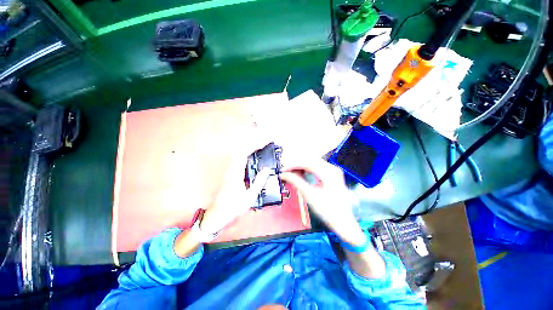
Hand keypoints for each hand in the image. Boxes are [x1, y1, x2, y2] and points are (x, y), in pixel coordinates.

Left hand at [199, 140, 271, 234]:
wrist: (217, 215)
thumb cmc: (233, 207)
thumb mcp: (250, 197)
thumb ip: (259, 182)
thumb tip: (267, 169)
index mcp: (235, 174)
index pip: (245, 154)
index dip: (255, 145)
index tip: (265, 141)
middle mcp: (231, 169)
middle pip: (242, 150)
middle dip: (254, 143)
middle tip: (265, 140)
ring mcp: (229, 170)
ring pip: (240, 154)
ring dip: (251, 148)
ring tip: (262, 145)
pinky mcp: (230, 173)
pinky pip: (240, 160)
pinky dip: (248, 154)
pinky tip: (254, 156)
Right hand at [280, 157, 365, 245]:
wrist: (343, 222)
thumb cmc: (329, 211)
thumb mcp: (309, 196)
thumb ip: (296, 182)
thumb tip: (285, 175)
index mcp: (329, 173)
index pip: (307, 163)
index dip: (293, 165)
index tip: (284, 170)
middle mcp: (333, 169)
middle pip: (310, 161)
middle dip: (296, 165)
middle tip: (286, 171)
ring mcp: (333, 172)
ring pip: (313, 163)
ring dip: (301, 167)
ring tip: (291, 173)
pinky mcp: (332, 175)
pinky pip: (317, 168)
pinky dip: (307, 170)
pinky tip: (301, 174)